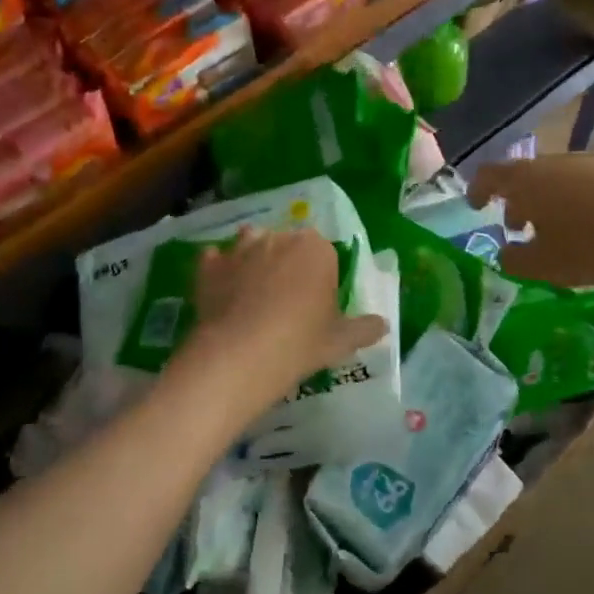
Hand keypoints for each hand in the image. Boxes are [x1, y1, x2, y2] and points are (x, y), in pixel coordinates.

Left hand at [188, 228, 387, 403]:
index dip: (320, 277)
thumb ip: (364, 328)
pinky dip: (219, 272)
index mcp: (317, 249)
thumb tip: (383, 325)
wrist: (239, 355)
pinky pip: (216, 261)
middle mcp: (279, 238)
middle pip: (287, 246)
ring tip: (252, 296)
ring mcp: (240, 248)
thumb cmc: (299, 343)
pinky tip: (222, 294)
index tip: (316, 304)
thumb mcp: (340, 341)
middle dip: (287, 265)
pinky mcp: (210, 265)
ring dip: (253, 261)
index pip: (324, 254)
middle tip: (286, 302)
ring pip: (250, 245)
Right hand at [470, 155, 593, 287]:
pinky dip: (567, 201)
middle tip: (515, 229)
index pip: (489, 175)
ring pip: (550, 179)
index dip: (477, 190)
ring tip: (550, 232)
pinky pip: (576, 183)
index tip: (476, 207)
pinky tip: (582, 227)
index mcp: (526, 180)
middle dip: (513, 201)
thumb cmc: (589, 246)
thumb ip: (514, 260)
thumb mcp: (543, 265)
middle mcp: (551, 163)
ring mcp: (583, 164)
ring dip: (541, 202)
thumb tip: (505, 254)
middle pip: (521, 176)